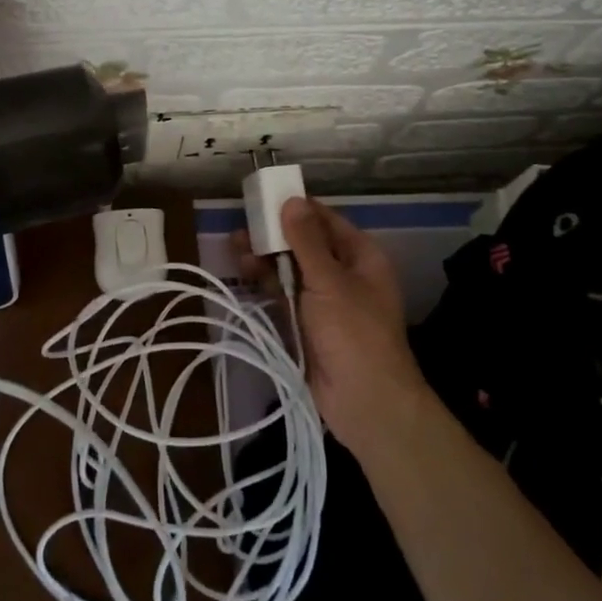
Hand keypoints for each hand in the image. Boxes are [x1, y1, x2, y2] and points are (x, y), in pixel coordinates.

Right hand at [238, 195, 430, 457]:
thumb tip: (292, 200)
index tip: (265, 197)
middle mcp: (344, 274)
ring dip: (266, 259)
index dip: (298, 208)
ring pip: (291, 270)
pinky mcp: (307, 325)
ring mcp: (325, 302)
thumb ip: (306, 241)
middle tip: (243, 225)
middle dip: (275, 235)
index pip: (326, 221)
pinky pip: (284, 296)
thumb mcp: (330, 281)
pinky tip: (244, 272)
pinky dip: (266, 284)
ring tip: (236, 246)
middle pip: (305, 245)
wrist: (366, 403)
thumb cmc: (355, 333)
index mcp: (361, 257)